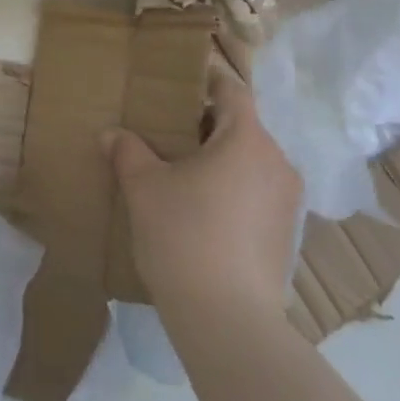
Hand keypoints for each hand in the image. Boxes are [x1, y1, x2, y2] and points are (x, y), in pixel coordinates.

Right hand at [106, 67, 302, 318]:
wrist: (228, 321)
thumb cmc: (185, 236)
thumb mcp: (144, 188)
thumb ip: (128, 152)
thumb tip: (112, 134)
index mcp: (247, 139)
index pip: (232, 90)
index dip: (207, 79)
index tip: (180, 80)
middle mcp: (277, 162)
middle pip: (241, 126)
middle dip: (205, 124)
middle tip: (167, 130)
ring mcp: (287, 201)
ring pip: (250, 161)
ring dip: (219, 159)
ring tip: (181, 173)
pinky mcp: (286, 234)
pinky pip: (257, 192)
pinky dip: (232, 189)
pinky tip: (202, 211)